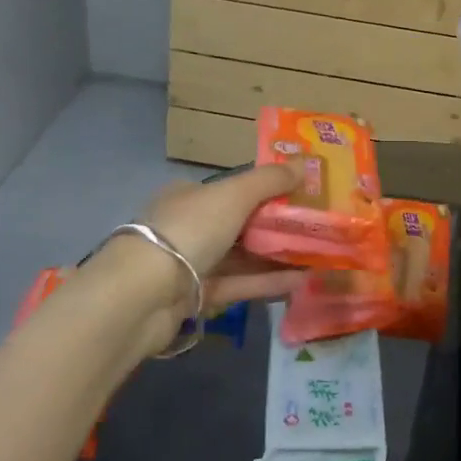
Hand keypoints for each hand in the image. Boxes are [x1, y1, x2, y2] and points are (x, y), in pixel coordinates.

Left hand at [130, 164, 306, 343]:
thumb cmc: (189, 229)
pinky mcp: (196, 298)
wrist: (142, 295)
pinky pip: (238, 285)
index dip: (267, 190)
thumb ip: (270, 179)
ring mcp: (191, 264)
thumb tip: (305, 162)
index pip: (233, 189)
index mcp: (190, 195)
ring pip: (242, 257)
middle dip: (277, 226)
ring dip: (277, 256)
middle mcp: (189, 226)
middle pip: (240, 224)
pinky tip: (301, 281)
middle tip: (317, 228)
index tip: (300, 196)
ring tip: (318, 256)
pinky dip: (267, 281)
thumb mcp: (234, 195)